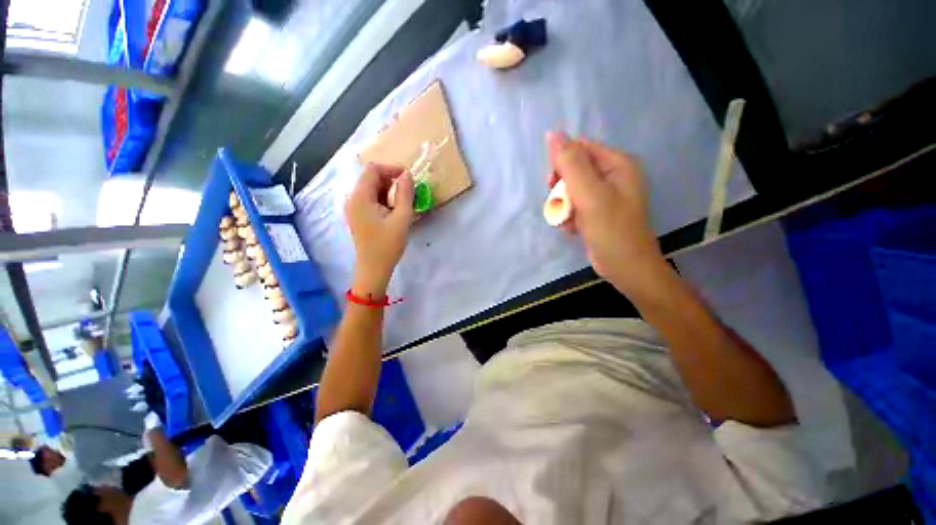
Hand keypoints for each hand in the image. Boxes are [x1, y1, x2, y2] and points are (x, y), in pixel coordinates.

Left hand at [346, 163, 414, 296]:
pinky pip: (370, 200)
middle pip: (371, 178)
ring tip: (403, 204)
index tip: (408, 178)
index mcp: (360, 197)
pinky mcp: (358, 216)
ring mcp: (354, 208)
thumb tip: (407, 174)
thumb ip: (405, 194)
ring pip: (372, 189)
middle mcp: (353, 199)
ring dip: (388, 191)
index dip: (391, 169)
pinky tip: (394, 212)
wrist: (374, 268)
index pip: (373, 170)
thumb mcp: (402, 218)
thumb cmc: (388, 245)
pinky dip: (383, 200)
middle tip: (408, 193)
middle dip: (391, 181)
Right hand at [547, 131, 668, 297]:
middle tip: (560, 204)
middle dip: (561, 189)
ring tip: (568, 222)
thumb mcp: (589, 194)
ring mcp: (604, 195)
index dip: (561, 163)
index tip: (552, 183)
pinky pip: (574, 206)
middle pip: (573, 170)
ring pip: (570, 191)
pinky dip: (569, 217)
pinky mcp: (596, 212)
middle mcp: (612, 176)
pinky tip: (572, 229)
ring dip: (563, 206)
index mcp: (617, 164)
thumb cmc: (610, 229)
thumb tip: (553, 134)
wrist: (624, 267)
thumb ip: (571, 164)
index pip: (580, 149)